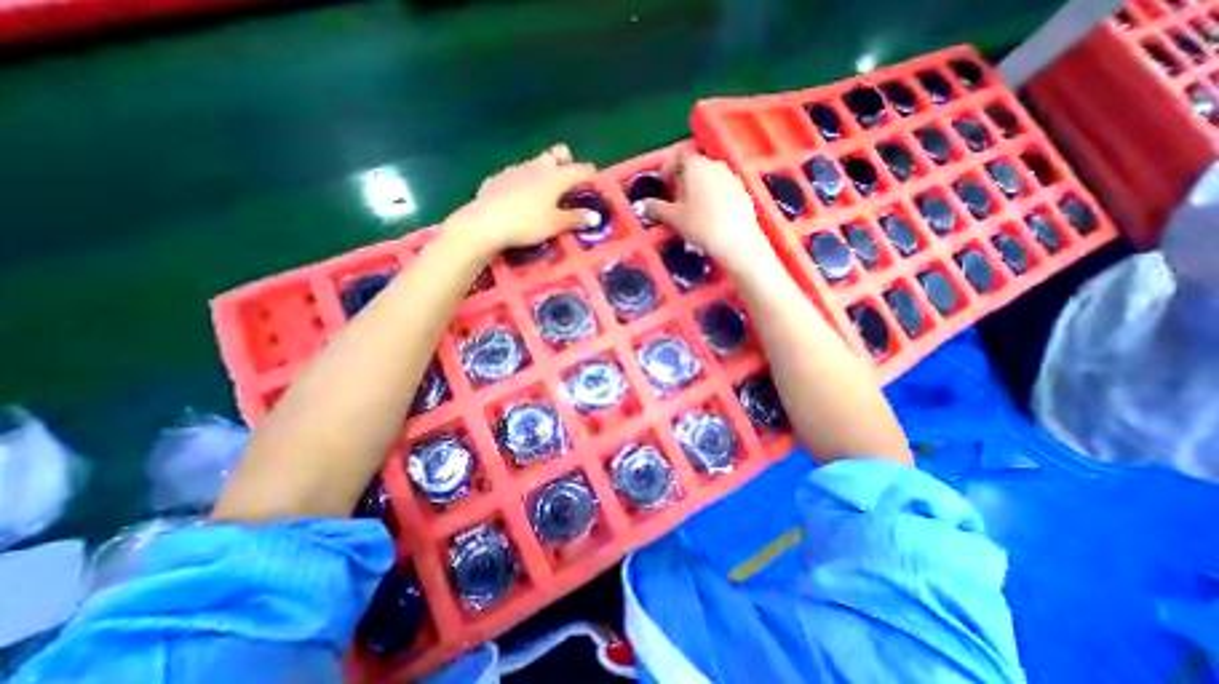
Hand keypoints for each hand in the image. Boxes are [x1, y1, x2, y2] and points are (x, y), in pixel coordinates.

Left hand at [446, 143, 599, 254]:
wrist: (485, 223)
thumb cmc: (527, 223)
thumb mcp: (555, 225)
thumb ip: (576, 219)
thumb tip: (595, 217)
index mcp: (555, 176)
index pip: (580, 169)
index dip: (590, 175)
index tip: (595, 183)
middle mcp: (538, 166)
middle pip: (558, 153)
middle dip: (567, 162)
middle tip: (568, 183)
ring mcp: (516, 169)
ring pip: (536, 163)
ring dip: (545, 173)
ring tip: (545, 195)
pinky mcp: (499, 177)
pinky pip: (517, 175)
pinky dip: (524, 183)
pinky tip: (520, 200)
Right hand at [639, 148, 768, 274]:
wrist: (736, 241)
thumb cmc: (700, 225)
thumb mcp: (673, 218)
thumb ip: (656, 208)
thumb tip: (643, 205)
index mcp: (696, 166)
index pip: (680, 154)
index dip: (669, 165)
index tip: (664, 182)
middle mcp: (715, 165)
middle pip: (696, 165)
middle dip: (683, 179)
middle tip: (676, 199)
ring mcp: (732, 177)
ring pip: (710, 177)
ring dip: (698, 188)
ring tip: (692, 210)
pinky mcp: (743, 191)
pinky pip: (722, 188)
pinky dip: (713, 196)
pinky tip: (710, 216)